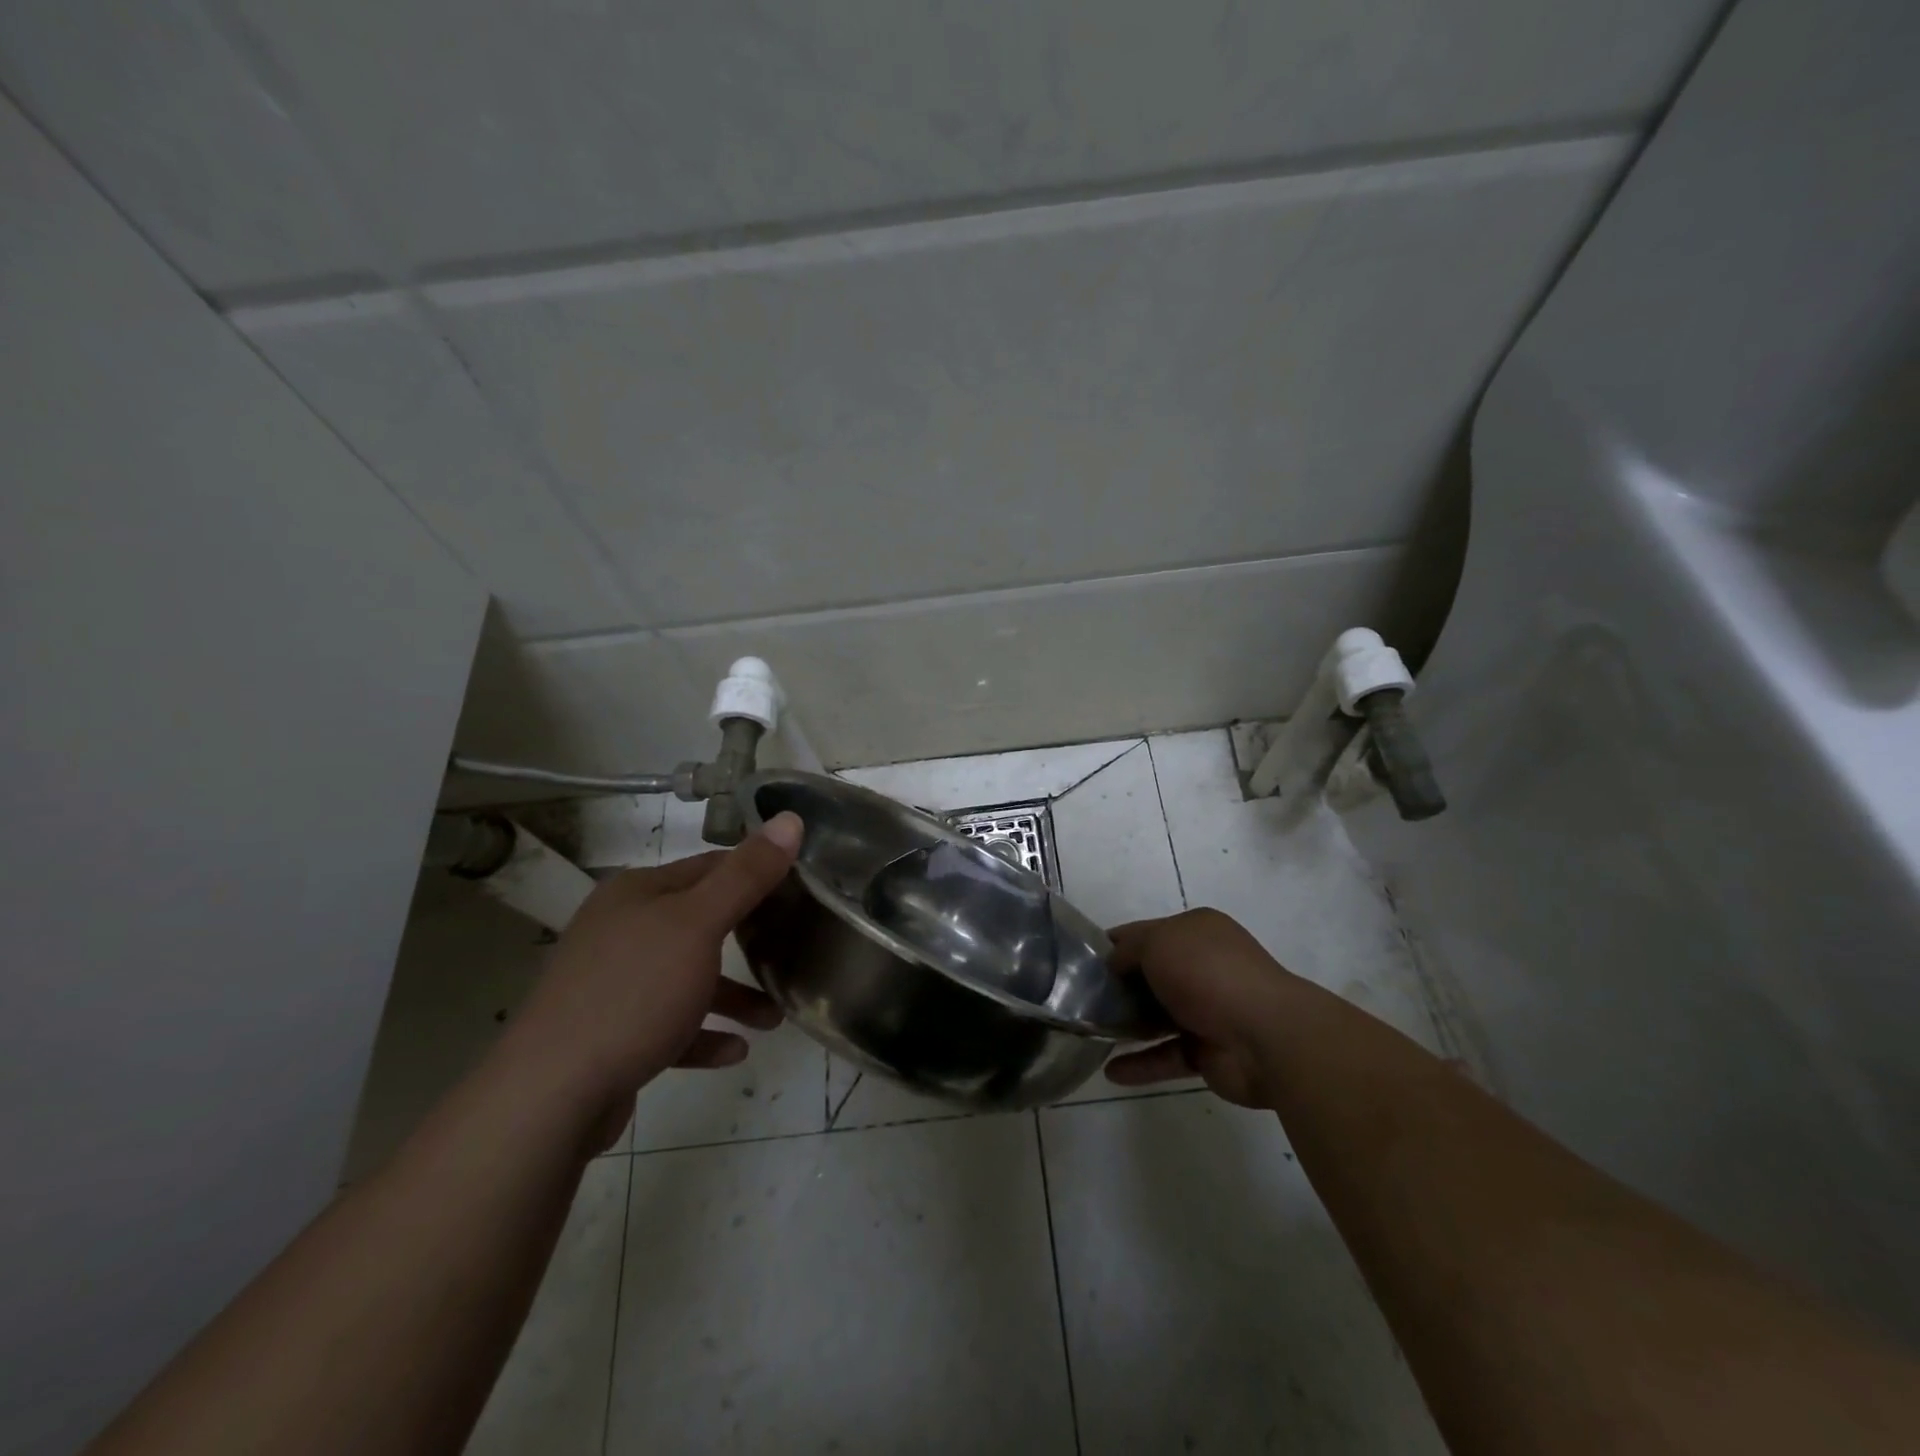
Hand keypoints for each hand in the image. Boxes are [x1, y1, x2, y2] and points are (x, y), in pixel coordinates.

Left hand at [497, 812, 803, 1140]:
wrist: (550, 1096)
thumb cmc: (634, 992)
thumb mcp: (699, 925)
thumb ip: (747, 875)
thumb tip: (790, 818)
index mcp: (637, 893)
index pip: (709, 867)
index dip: (755, 874)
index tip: (800, 891)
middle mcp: (621, 929)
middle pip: (699, 923)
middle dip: (748, 940)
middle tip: (792, 948)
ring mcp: (612, 983)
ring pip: (686, 977)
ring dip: (732, 995)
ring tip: (774, 1018)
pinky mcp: (611, 1033)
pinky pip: (669, 1024)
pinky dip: (703, 1033)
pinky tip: (736, 1051)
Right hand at [1102, 908, 1297, 1107]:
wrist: (1267, 1036)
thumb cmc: (1208, 973)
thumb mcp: (1159, 942)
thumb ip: (1129, 949)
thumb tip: (1113, 962)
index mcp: (1197, 931)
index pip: (1147, 932)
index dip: (1115, 944)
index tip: (1082, 960)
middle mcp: (1204, 966)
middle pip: (1152, 975)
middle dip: (1119, 986)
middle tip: (1080, 999)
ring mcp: (1209, 1010)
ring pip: (1158, 1016)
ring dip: (1127, 1025)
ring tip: (1090, 1033)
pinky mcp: (1209, 1052)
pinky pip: (1168, 1056)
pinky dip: (1142, 1063)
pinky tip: (1111, 1072)